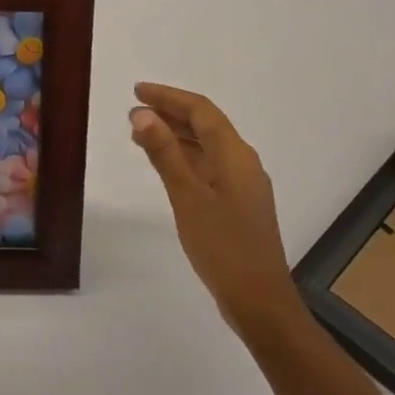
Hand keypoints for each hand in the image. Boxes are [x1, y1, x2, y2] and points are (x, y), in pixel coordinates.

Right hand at [130, 83, 298, 337]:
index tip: (137, 91)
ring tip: (140, 134)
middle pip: (206, 125)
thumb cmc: (223, 246)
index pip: (201, 111)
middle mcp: (242, 162)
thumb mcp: (187, 197)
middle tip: (134, 111)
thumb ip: (165, 153)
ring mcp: (243, 185)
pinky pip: (208, 166)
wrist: (260, 303)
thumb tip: (142, 113)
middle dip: (170, 113)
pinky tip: (165, 166)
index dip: (169, 97)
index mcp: (235, 155)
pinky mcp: (238, 204)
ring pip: (206, 146)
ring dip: (175, 136)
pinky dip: (184, 158)